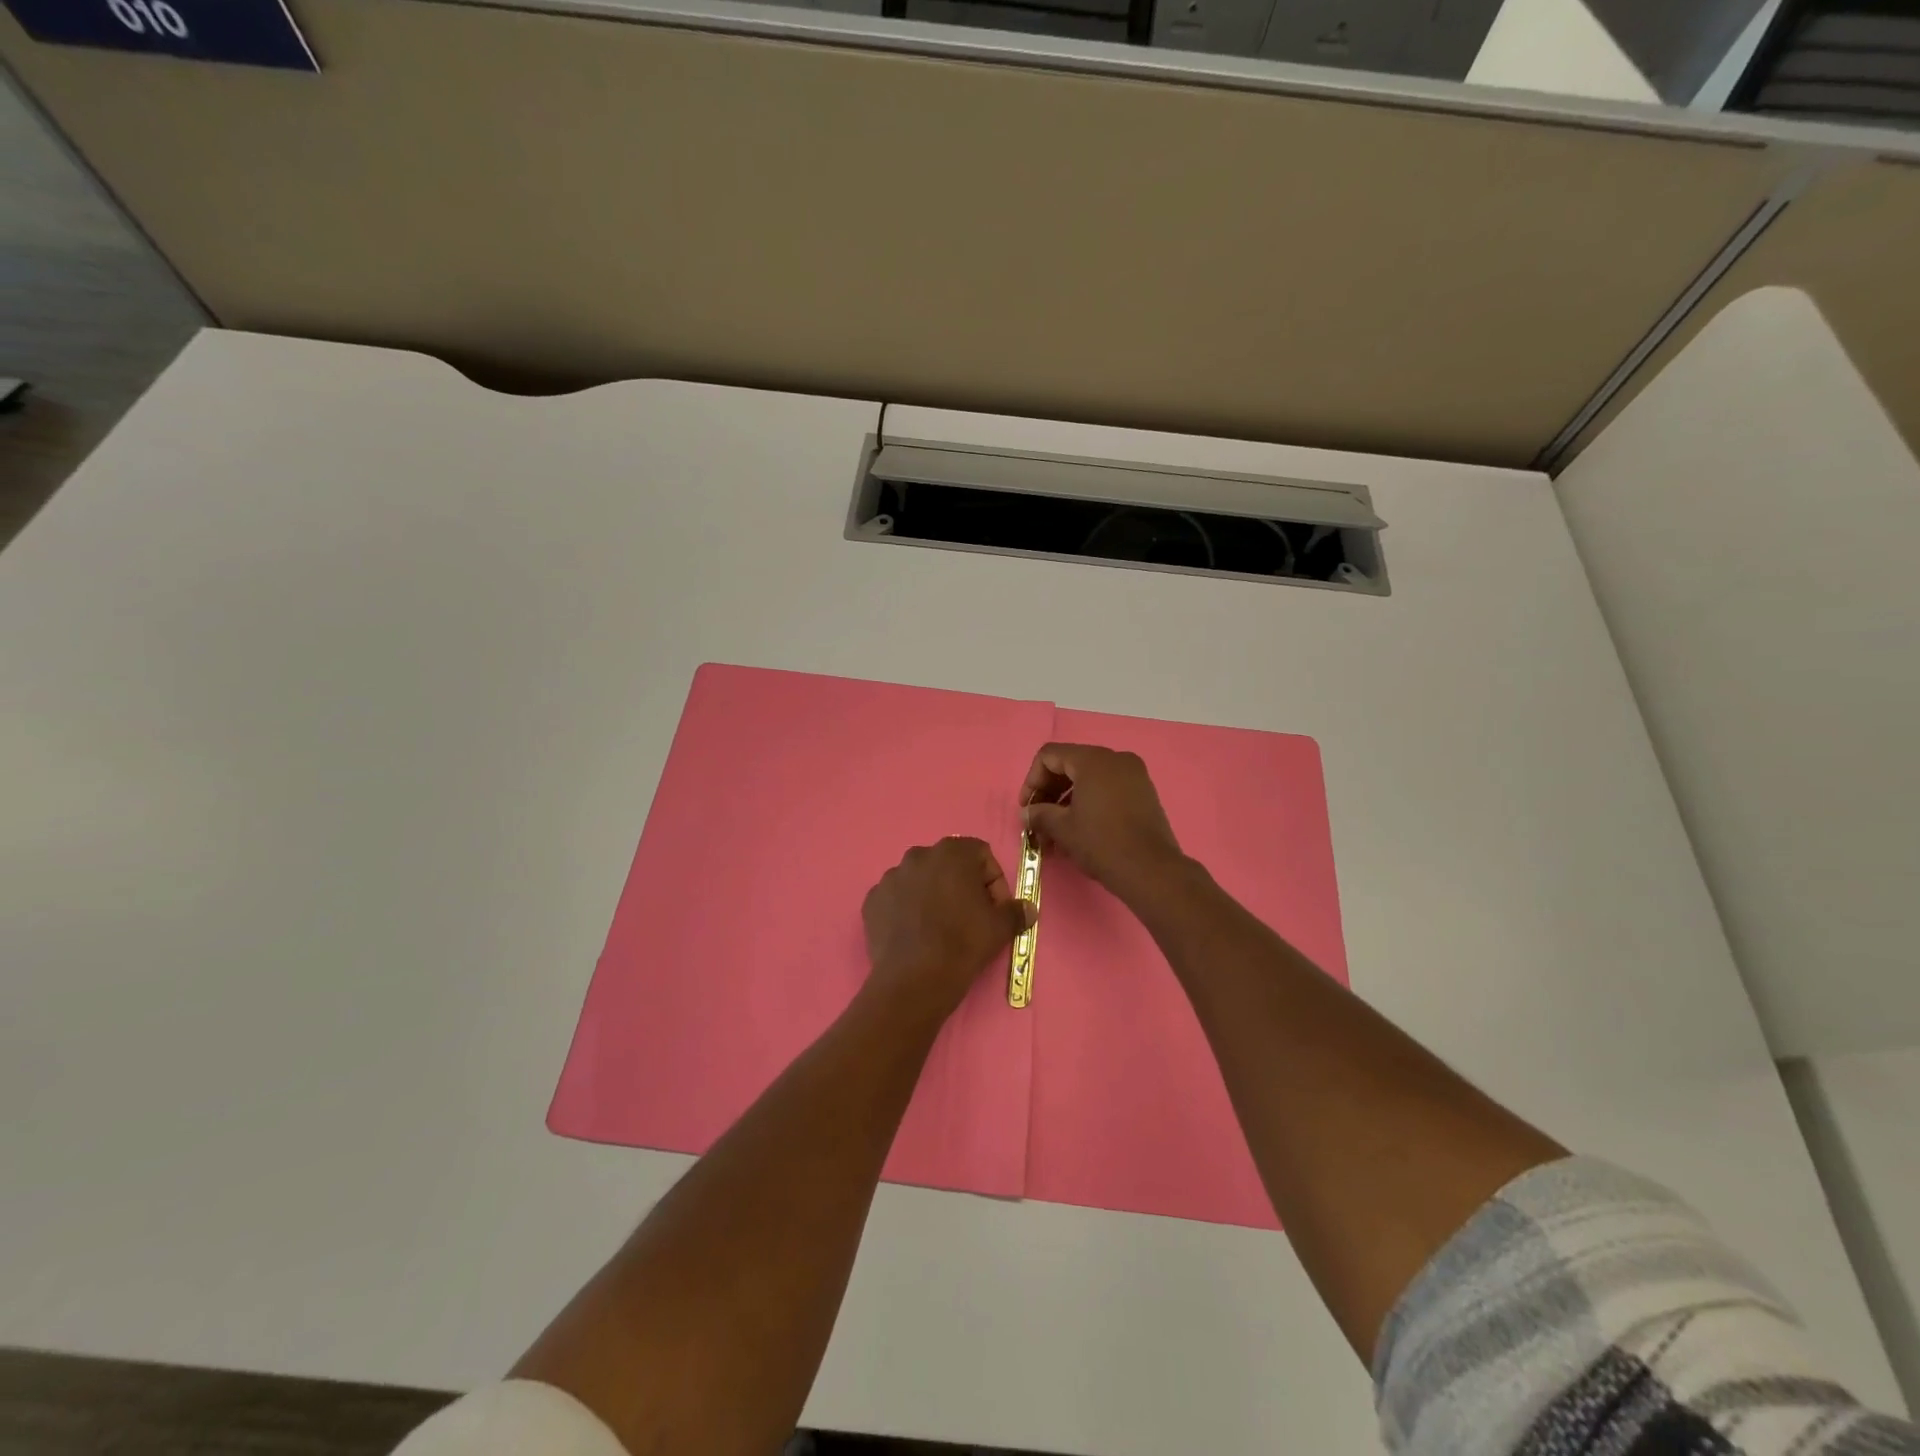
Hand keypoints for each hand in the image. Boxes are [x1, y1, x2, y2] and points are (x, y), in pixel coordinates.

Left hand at [862, 837, 1034, 1020]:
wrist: (914, 979)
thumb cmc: (963, 943)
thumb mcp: (1000, 928)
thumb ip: (1016, 911)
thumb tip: (1028, 908)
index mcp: (952, 852)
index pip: (981, 854)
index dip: (993, 881)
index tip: (995, 909)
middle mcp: (918, 855)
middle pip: (948, 865)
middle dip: (961, 886)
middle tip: (969, 918)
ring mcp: (891, 877)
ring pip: (920, 880)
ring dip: (932, 895)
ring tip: (939, 928)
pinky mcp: (872, 900)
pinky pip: (896, 899)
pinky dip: (907, 910)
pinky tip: (915, 935)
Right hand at [1021, 744, 1185, 901]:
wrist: (1151, 870)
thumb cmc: (1102, 843)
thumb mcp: (1063, 828)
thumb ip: (1039, 814)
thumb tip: (1028, 813)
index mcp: (1093, 760)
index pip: (1050, 756)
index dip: (1032, 780)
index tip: (1026, 808)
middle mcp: (1115, 759)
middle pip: (1070, 764)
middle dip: (1049, 792)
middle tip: (1037, 820)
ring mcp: (1134, 775)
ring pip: (1089, 778)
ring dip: (1067, 801)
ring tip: (1055, 833)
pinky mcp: (1144, 793)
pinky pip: (1108, 788)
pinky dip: (1089, 803)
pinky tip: (1078, 830)